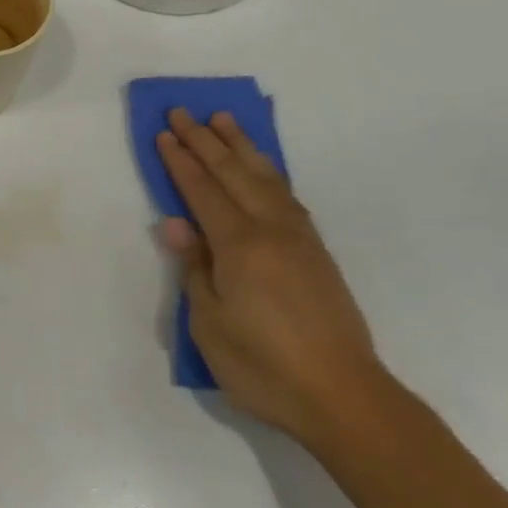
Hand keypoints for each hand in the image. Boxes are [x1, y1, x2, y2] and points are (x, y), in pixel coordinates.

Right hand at [156, 108, 391, 444]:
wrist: (342, 395)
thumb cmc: (263, 365)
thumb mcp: (209, 324)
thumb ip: (193, 268)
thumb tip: (175, 223)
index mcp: (239, 246)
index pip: (203, 191)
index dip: (180, 162)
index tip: (164, 133)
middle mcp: (271, 230)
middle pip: (233, 173)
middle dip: (205, 141)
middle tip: (184, 112)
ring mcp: (299, 239)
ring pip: (266, 178)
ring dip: (241, 147)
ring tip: (224, 121)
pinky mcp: (316, 253)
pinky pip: (287, 196)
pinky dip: (269, 172)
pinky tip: (262, 170)